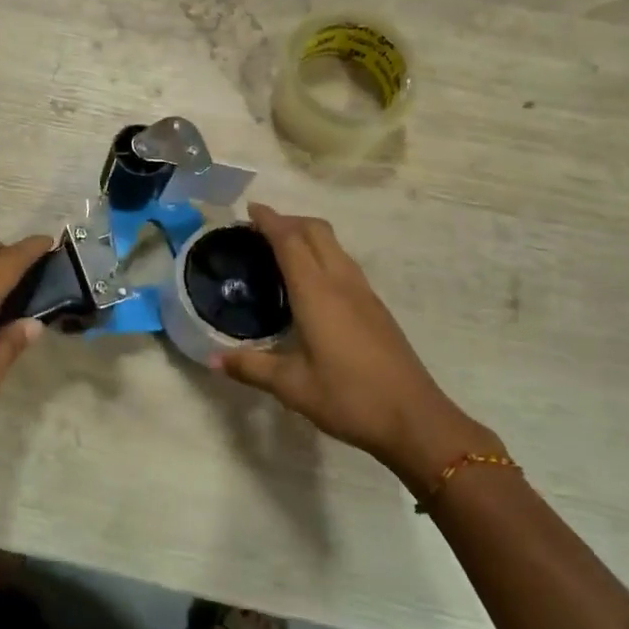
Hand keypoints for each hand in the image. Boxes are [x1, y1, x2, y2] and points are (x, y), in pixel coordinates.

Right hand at [214, 204, 499, 490]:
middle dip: (289, 220)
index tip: (250, 209)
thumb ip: (252, 368)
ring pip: (334, 244)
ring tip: (282, 249)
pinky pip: (343, 262)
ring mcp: (363, 292)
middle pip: (316, 230)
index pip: (290, 241)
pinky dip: (322, 254)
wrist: (415, 419)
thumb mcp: (293, 387)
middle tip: (260, 229)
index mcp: (317, 293)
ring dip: (307, 234)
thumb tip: (213, 360)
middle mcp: (341, 282)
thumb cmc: (349, 398)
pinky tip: (311, 282)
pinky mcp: (375, 306)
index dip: (270, 220)